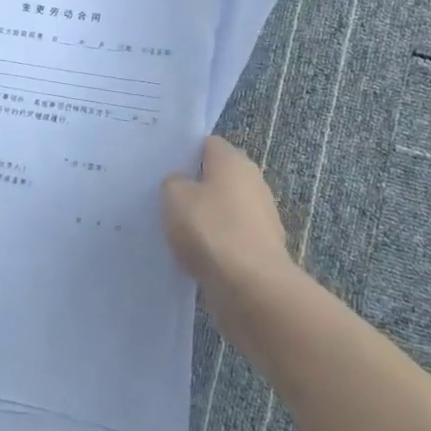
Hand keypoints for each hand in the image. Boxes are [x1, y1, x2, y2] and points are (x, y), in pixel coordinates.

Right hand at [161, 136, 292, 289]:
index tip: (166, 169)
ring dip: (208, 218)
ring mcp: (263, 217)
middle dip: (197, 187)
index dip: (186, 154)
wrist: (250, 286)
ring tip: (179, 233)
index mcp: (233, 160)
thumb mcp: (173, 196)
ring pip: (226, 209)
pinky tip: (198, 257)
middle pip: (219, 177)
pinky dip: (218, 245)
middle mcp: (254, 182)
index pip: (208, 145)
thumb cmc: (210, 228)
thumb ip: (173, 183)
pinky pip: (233, 238)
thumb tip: (182, 184)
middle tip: (168, 200)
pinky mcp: (264, 248)